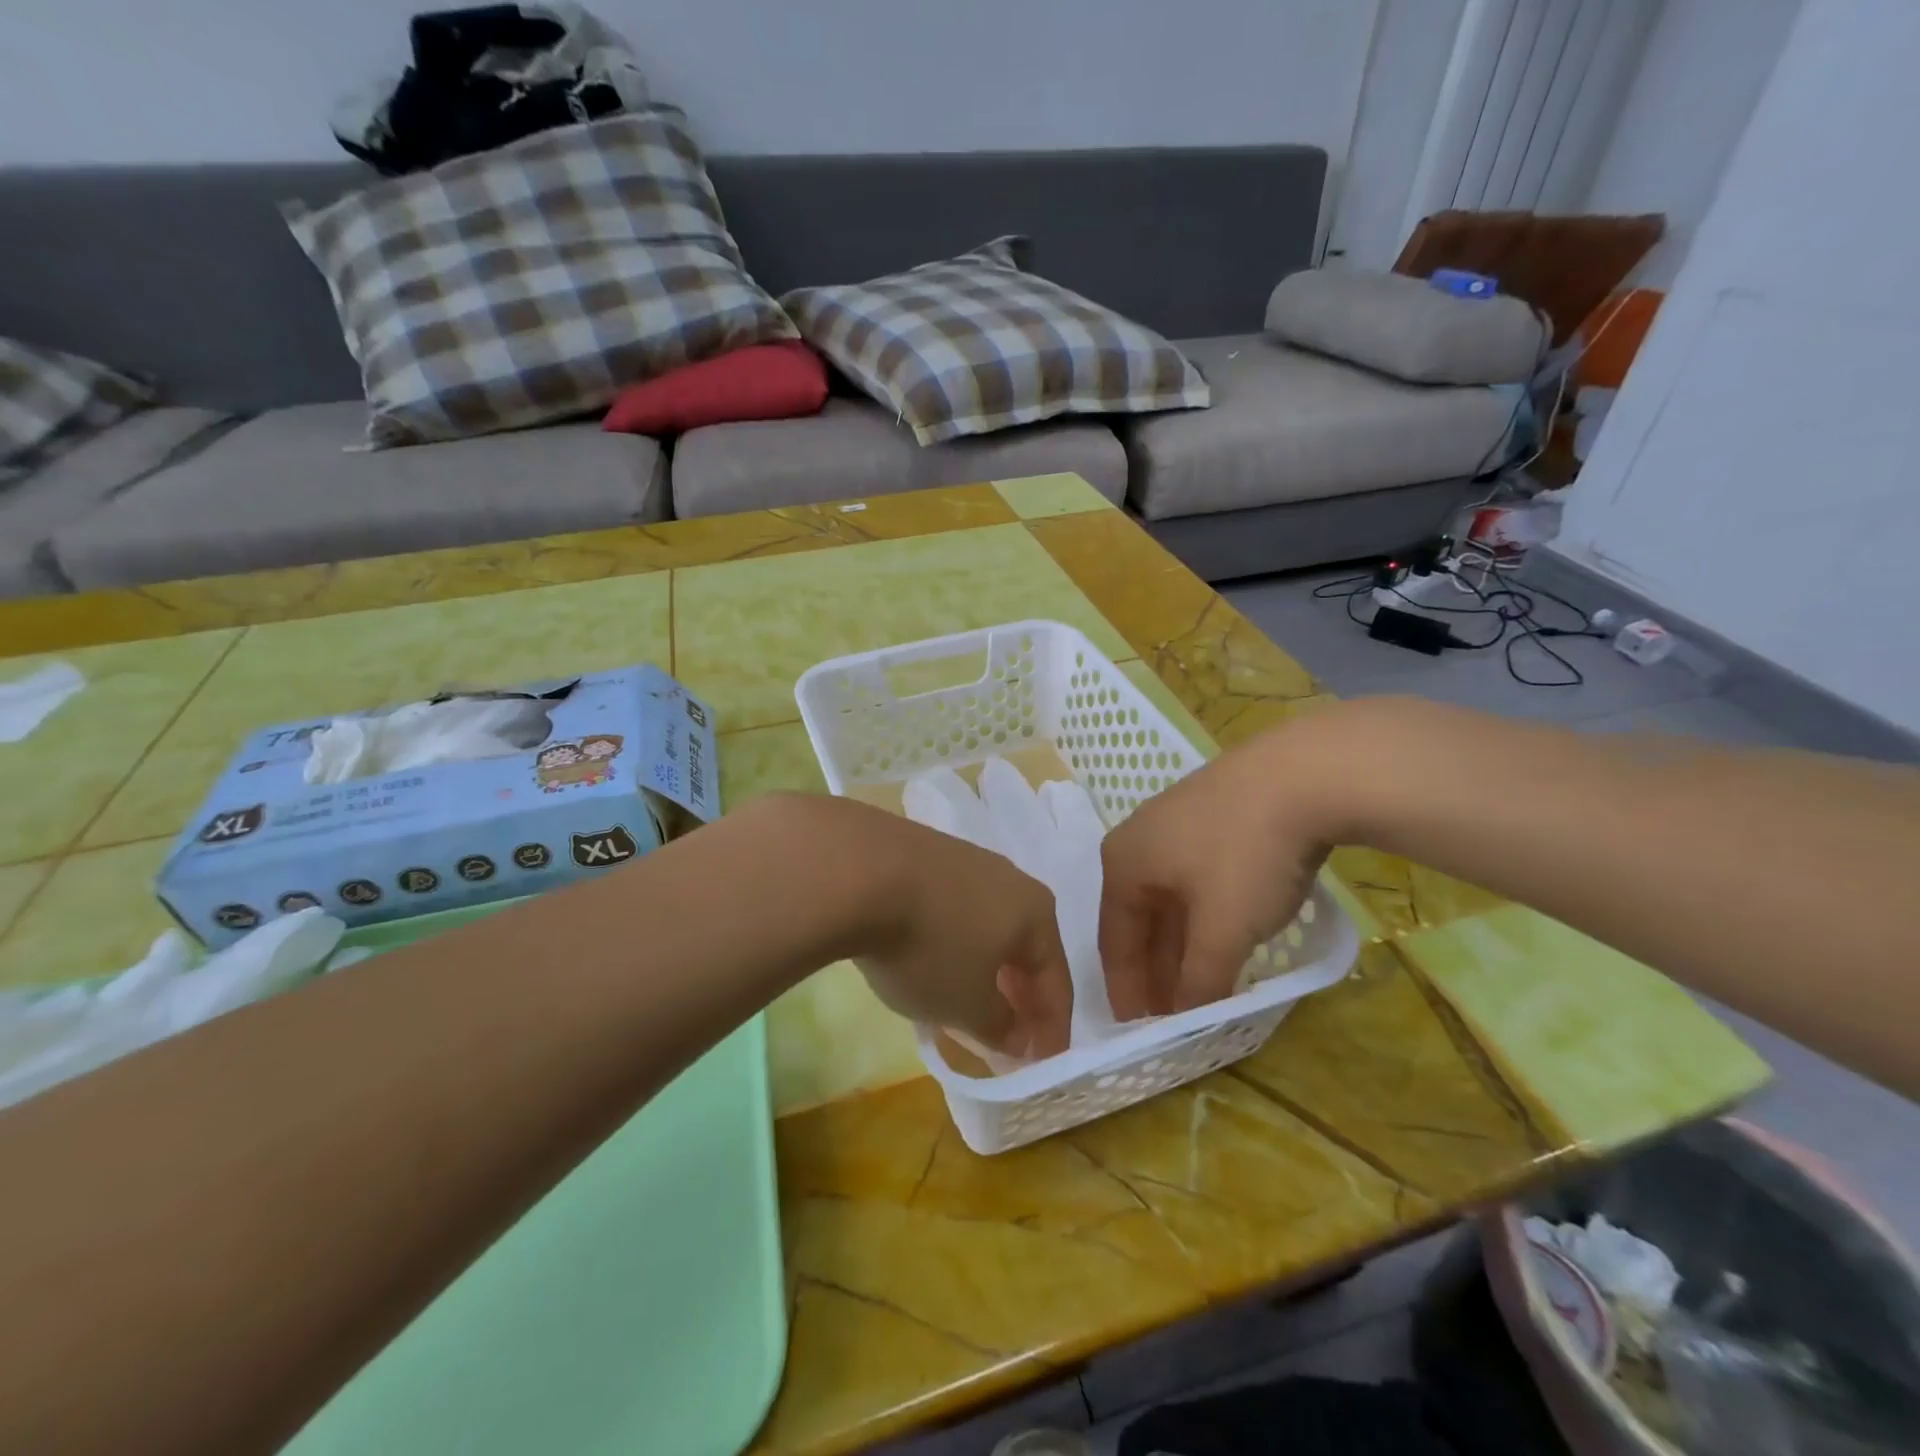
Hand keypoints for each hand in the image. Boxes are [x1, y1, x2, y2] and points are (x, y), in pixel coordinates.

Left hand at [819, 800, 1073, 1058]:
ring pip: (987, 923)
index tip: (1041, 1064)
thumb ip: (999, 1026)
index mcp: (1035, 913)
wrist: (858, 870)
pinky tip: (928, 956)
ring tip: (965, 997)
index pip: (1057, 980)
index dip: (1052, 1028)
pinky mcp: (924, 852)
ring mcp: (965, 859)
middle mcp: (1009, 878)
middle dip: (1018, 993)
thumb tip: (1018, 1037)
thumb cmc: (928, 946)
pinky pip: (951, 907)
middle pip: (1024, 946)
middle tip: (1007, 1034)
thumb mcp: (966, 1005)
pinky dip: (951, 939)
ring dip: (984, 964)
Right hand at [1098, 724, 1340, 1019]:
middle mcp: (1138, 840)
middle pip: (1140, 919)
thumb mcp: (1222, 930)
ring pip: (1170, 899)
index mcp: (1122, 864)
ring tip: (1200, 985)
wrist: (1304, 773)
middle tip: (1172, 1016)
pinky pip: (1195, 878)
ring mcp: (1175, 822)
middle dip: (1156, 970)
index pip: (1114, 941)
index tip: (1138, 1031)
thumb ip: (1200, 981)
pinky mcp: (1213, 813)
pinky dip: (1204, 916)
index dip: (1127, 990)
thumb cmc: (1245, 855)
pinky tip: (1224, 935)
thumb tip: (1187, 1021)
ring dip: (1182, 945)